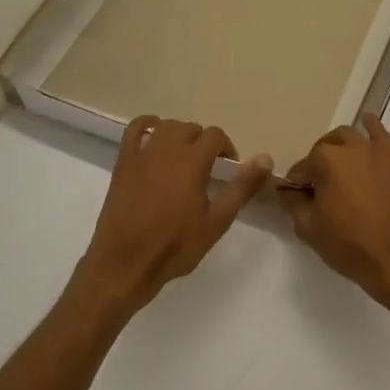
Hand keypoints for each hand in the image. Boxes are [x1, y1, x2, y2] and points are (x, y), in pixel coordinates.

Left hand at [73, 115, 272, 320]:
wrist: (125, 262)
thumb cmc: (174, 246)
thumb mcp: (217, 221)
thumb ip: (242, 187)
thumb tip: (266, 158)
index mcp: (192, 161)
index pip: (215, 136)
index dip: (226, 149)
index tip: (228, 170)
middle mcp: (167, 148)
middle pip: (192, 128)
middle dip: (204, 143)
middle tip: (207, 169)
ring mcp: (142, 152)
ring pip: (167, 126)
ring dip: (180, 135)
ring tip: (183, 159)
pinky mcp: (123, 161)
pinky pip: (135, 128)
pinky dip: (148, 126)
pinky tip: (155, 140)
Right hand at [278, 113, 389, 314]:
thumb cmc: (349, 244)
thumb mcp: (309, 228)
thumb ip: (293, 204)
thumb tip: (287, 192)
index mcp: (324, 160)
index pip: (301, 168)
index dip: (298, 185)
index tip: (300, 200)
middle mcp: (349, 147)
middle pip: (324, 148)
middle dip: (318, 162)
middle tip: (321, 187)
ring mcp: (375, 151)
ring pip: (350, 137)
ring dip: (339, 146)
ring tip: (341, 166)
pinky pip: (381, 134)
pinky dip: (371, 126)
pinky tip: (367, 122)